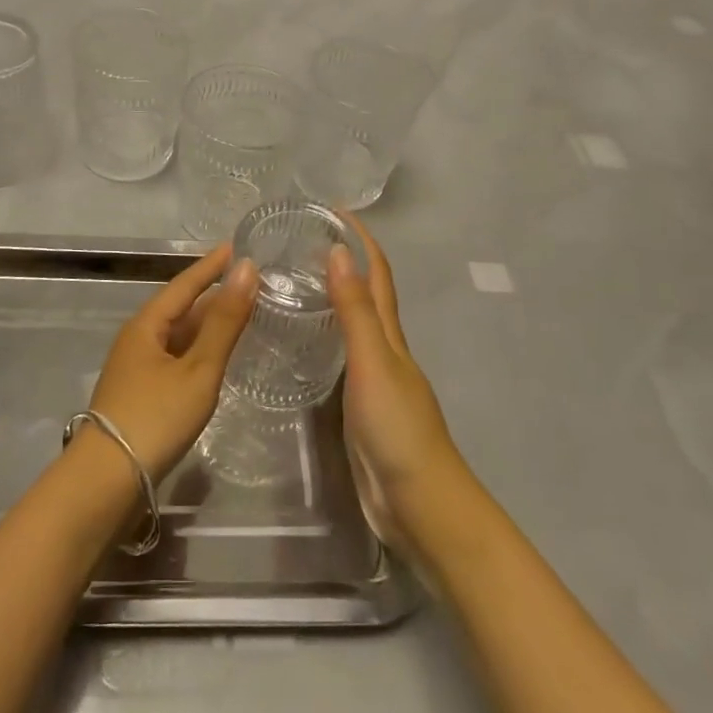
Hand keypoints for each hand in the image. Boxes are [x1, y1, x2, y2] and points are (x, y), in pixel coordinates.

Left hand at [87, 244, 258, 481]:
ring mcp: (136, 369)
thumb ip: (225, 322)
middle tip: (248, 282)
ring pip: (178, 336)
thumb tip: (246, 269)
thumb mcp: (198, 368)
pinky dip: (199, 351)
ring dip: (207, 324)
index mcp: (146, 325)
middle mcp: (138, 340)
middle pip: (180, 309)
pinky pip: (176, 358)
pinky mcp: (141, 395)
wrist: (106, 481)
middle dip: (212, 294)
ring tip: (240, 314)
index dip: (211, 265)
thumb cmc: (155, 417)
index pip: (184, 284)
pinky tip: (215, 359)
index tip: (234, 246)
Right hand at [328, 218, 465, 550]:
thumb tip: (339, 251)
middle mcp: (384, 350)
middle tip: (302, 243)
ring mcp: (373, 379)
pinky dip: (326, 339)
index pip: (377, 275)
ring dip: (334, 299)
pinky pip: (341, 359)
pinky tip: (303, 344)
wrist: (418, 501)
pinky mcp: (360, 407)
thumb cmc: (396, 426)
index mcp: (390, 335)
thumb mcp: (372, 361)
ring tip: (294, 283)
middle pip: (367, 296)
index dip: (362, 241)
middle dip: (344, 263)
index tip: (334, 211)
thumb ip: (354, 311)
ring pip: (354, 327)